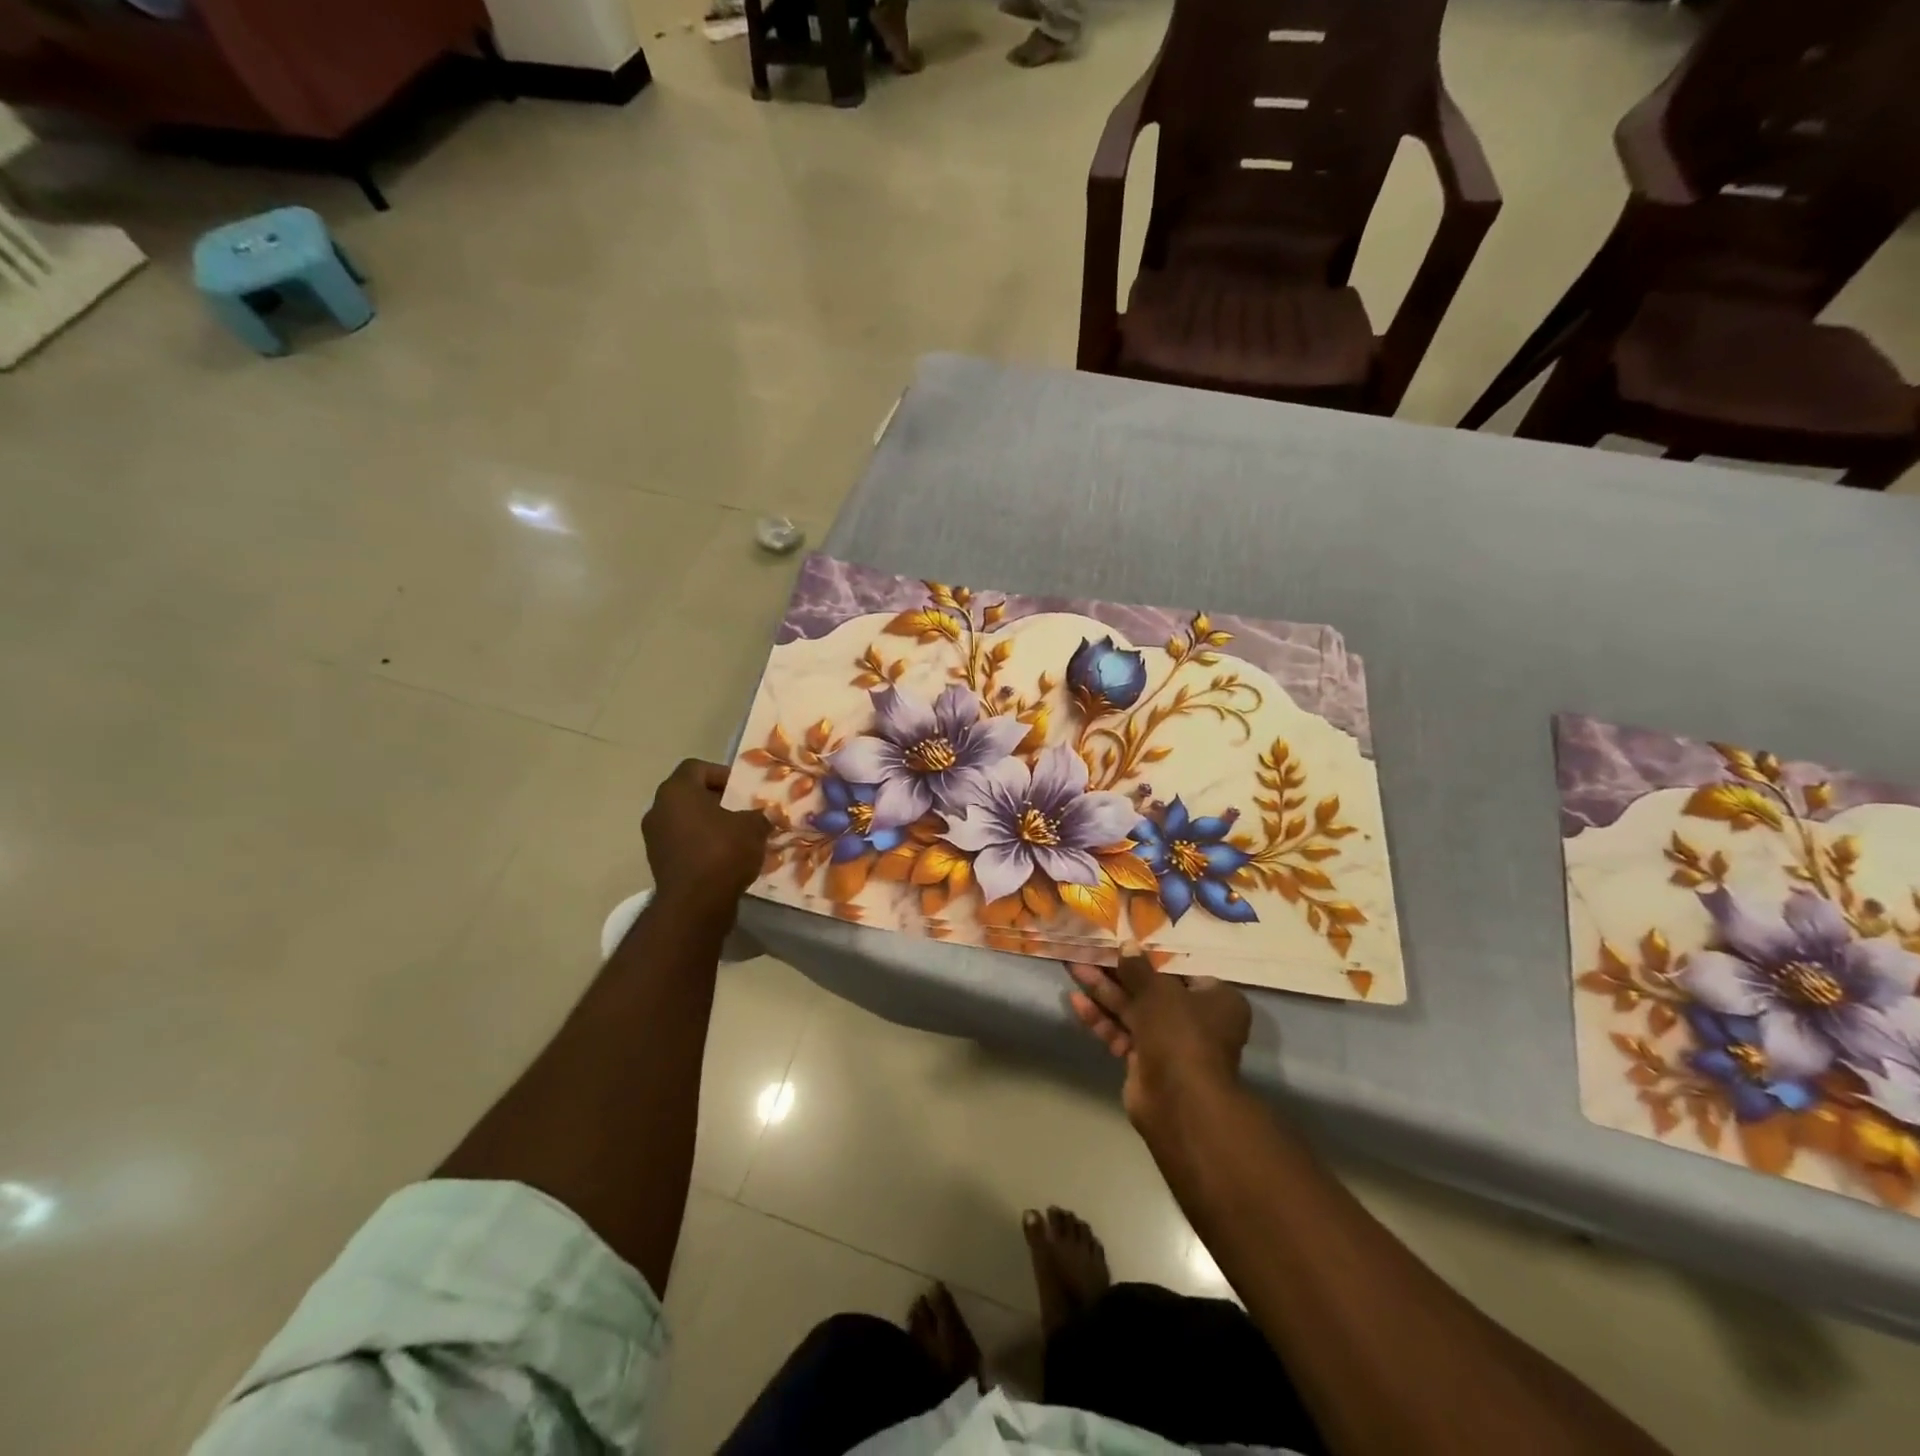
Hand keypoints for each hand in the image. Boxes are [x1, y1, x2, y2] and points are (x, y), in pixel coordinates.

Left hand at [642, 760, 770, 925]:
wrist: (695, 904)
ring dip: (709, 825)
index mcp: (676, 791)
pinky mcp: (658, 863)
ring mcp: (654, 838)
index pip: (696, 767)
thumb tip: (762, 817)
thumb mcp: (753, 827)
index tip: (742, 789)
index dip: (721, 773)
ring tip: (737, 837)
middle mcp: (658, 810)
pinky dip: (701, 846)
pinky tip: (725, 858)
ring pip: (686, 821)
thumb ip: (758, 815)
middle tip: (743, 811)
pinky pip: (683, 844)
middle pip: (690, 795)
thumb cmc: (722, 852)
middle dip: (717, 801)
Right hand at [1067, 944, 1250, 1127]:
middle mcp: (1197, 1020)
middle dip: (1117, 973)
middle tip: (1088, 952)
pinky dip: (1103, 1020)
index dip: (1149, 955)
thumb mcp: (1158, 991)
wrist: (1178, 1103)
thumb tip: (1127, 945)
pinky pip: (1123, 1033)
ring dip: (1104, 992)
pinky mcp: (1147, 1062)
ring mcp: (1170, 1042)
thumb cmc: (1180, 1034)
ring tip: (1074, 969)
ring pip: (1133, 1011)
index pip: (1180, 968)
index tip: (1123, 941)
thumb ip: (1138, 968)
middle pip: (1151, 989)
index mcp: (1215, 999)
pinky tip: (1077, 1003)